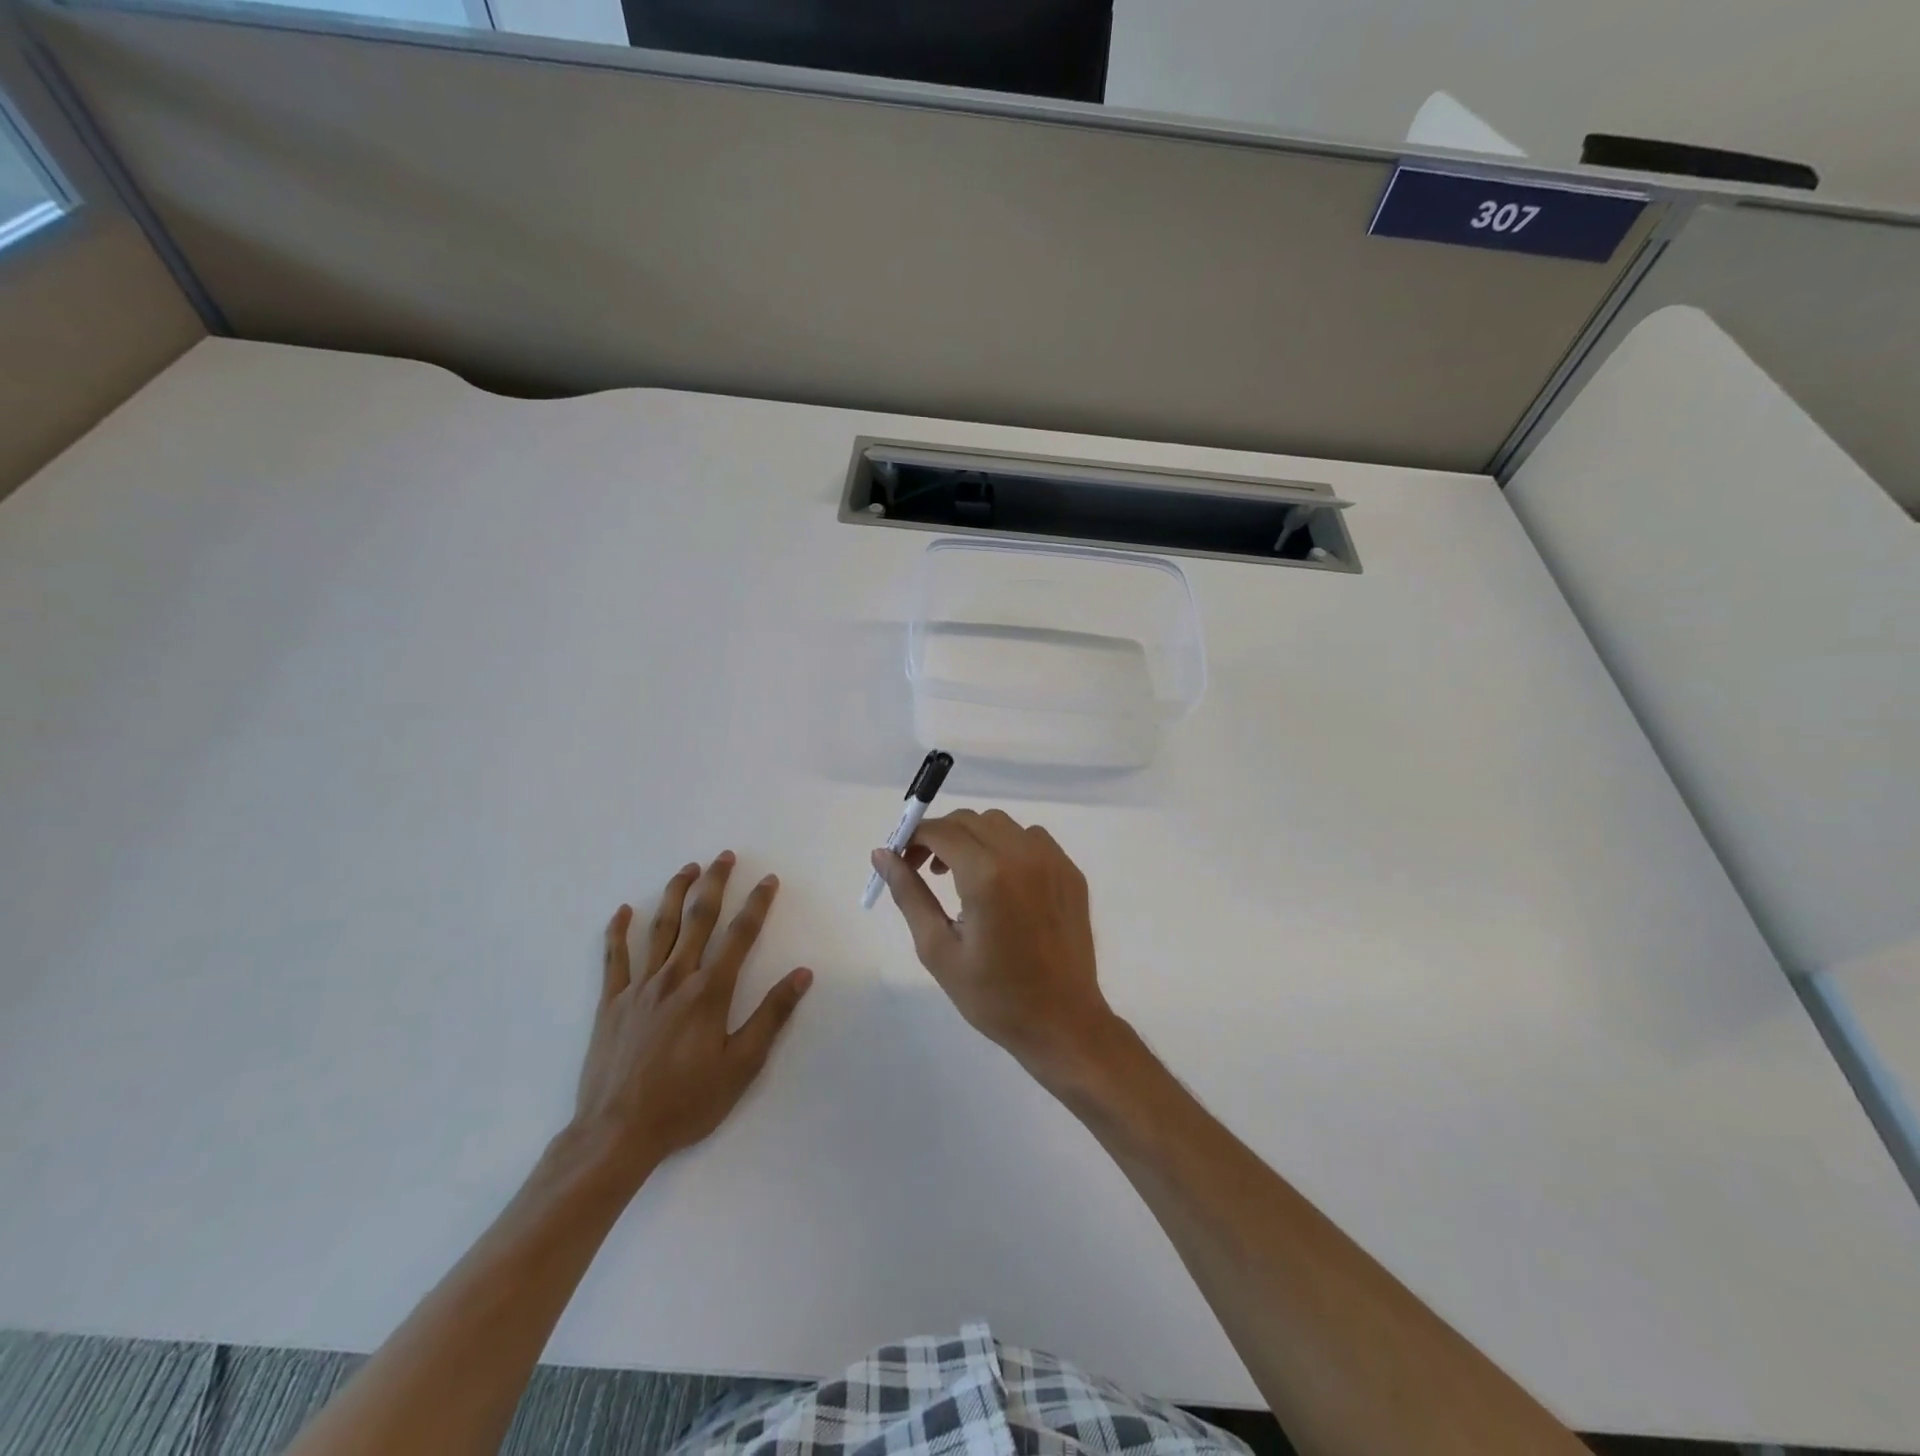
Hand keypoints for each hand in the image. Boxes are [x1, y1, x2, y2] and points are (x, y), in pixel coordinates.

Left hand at [572, 852, 811, 1187]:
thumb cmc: (687, 1102)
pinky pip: (614, 958)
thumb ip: (771, 1015)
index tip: (768, 880)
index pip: (740, 936)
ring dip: (675, 894)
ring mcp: (639, 988)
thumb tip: (802, 974)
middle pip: (698, 919)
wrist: (617, 1133)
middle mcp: (675, 978)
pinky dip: (618, 931)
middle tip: (724, 857)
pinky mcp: (611, 1003)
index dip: (757, 905)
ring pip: (659, 929)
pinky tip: (623, 910)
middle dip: (714, 884)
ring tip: (687, 868)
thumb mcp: (742, 1065)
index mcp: (709, 992)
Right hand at [869, 810, 1117, 1080]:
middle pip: (969, 820)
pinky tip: (1001, 883)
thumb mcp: (938, 949)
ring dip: (973, 838)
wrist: (1062, 1022)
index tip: (901, 860)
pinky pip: (1031, 839)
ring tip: (963, 877)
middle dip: (941, 836)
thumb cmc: (993, 996)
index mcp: (987, 875)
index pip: (940, 831)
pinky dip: (1007, 846)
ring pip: (1001, 825)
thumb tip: (882, 855)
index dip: (913, 838)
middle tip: (926, 871)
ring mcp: (1052, 860)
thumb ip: (909, 894)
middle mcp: (1022, 855)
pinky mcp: (1070, 872)